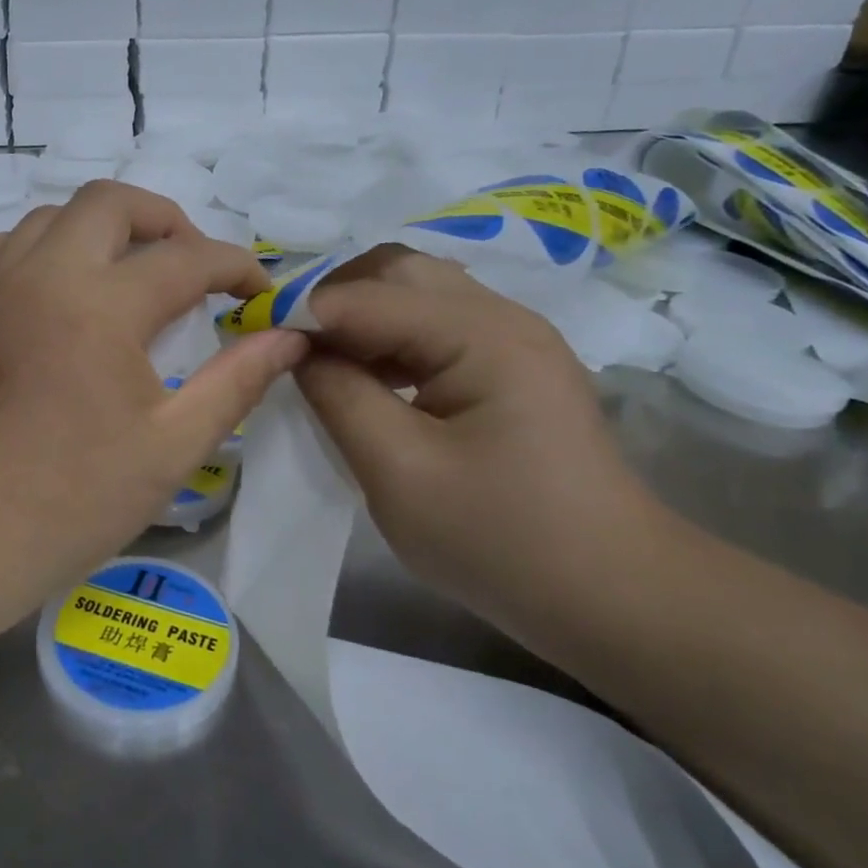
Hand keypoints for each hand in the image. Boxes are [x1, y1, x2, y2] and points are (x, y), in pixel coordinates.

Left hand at [0, 181, 307, 586]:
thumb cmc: (71, 500)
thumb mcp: (172, 447)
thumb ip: (237, 382)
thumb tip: (288, 337)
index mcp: (101, 306)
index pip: (187, 259)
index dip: (236, 267)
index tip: (259, 292)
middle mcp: (44, 274)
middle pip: (111, 203)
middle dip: (165, 221)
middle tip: (191, 266)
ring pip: (53, 215)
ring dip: (101, 229)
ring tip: (127, 273)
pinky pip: (2, 246)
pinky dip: (40, 249)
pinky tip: (56, 286)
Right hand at [294, 247, 661, 613]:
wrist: (610, 595)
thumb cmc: (501, 541)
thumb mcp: (398, 472)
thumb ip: (339, 396)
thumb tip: (298, 349)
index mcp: (483, 336)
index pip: (370, 295)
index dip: (306, 313)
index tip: (257, 344)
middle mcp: (503, 318)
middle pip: (398, 271)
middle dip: (335, 300)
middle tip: (291, 347)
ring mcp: (513, 339)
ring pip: (417, 294)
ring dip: (363, 317)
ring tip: (323, 363)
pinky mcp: (512, 366)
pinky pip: (436, 326)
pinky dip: (391, 339)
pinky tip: (370, 379)